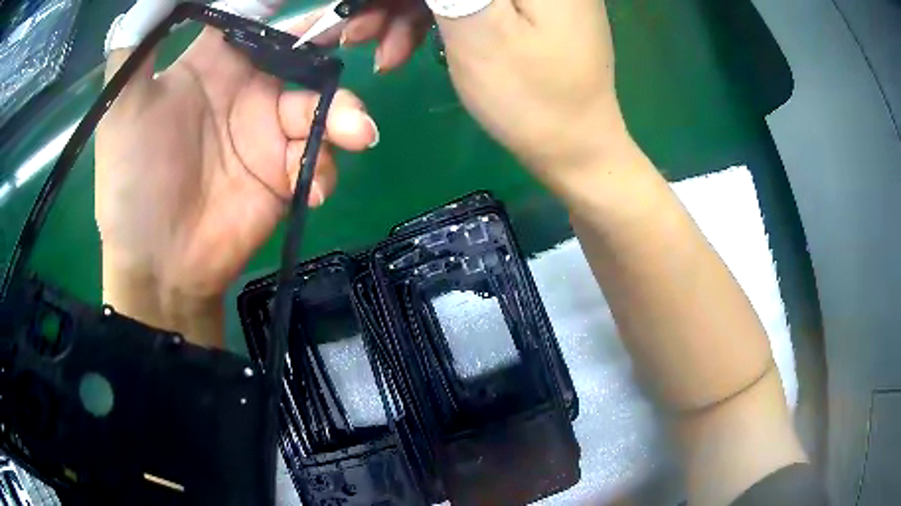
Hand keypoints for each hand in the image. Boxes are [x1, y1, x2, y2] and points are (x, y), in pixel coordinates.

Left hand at [96, 18, 377, 345]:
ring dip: (345, 116)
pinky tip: (311, 187)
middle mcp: (246, 90)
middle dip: (334, 49)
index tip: (324, 3)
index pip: (257, 19)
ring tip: (357, 133)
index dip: (287, 8)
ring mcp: (268, 133)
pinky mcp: (283, 175)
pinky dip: (325, 169)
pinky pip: (319, 159)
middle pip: (304, 56)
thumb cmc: (133, 182)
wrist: (158, 265)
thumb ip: (136, 46)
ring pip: (323, 107)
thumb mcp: (122, 108)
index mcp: (212, 64)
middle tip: (362, 43)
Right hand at [341, 0, 628, 179]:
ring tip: (383, 55)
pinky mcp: (523, 9)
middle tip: (359, 34)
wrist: (574, 149)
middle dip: (397, 2)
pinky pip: (467, 2)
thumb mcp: (477, 28)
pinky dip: (431, 23)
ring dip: (406, 14)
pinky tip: (406, 49)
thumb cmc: (531, 97)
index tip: (362, 10)